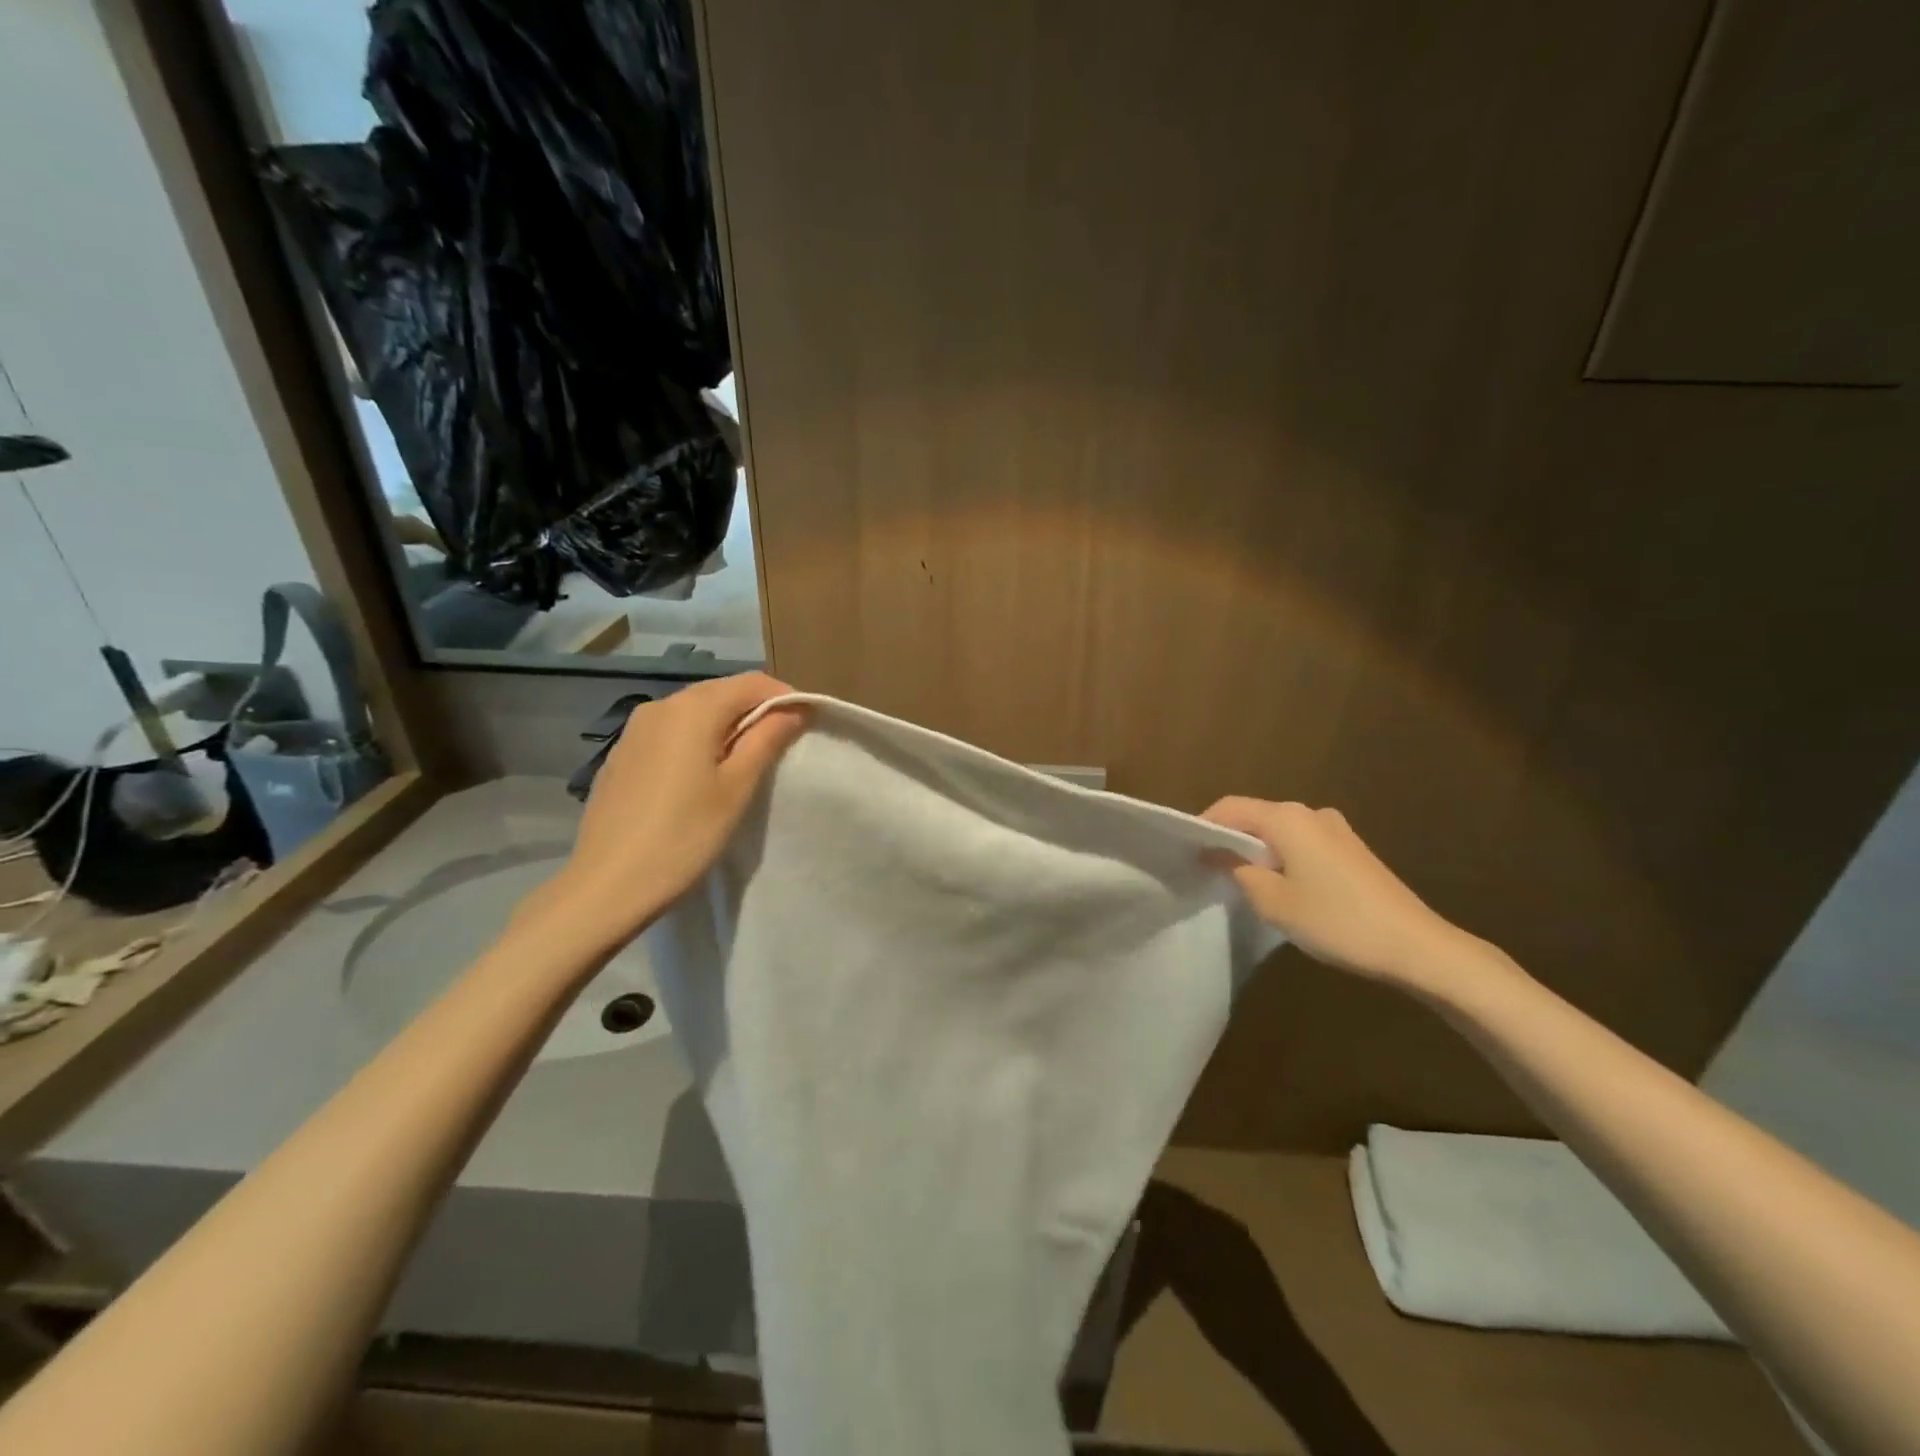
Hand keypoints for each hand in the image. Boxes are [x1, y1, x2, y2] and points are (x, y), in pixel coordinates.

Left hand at [539, 673, 807, 947]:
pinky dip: (697, 741)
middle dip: (756, 711)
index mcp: (692, 709)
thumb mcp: (737, 787)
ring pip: (694, 712)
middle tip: (782, 745)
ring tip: (746, 762)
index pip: (751, 683)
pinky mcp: (622, 755)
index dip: (784, 697)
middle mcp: (660, 706)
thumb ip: (767, 739)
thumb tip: (794, 708)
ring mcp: (634, 730)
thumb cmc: (684, 835)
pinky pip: (671, 732)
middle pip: (721, 693)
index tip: (806, 724)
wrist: (608, 885)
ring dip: (726, 726)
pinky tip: (702, 776)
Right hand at [1201, 797, 1477, 986]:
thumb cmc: (1336, 920)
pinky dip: (1282, 856)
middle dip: (1230, 838)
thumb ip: (1239, 871)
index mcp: (1287, 818)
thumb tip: (1220, 854)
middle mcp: (1310, 812)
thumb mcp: (1273, 902)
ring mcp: (1335, 829)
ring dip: (1257, 849)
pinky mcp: (1351, 849)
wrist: (1415, 946)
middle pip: (1255, 815)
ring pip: (1279, 830)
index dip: (1204, 826)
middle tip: (1208, 868)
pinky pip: (1302, 842)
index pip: (1230, 808)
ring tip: (1241, 880)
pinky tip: (1281, 885)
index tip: (1186, 852)